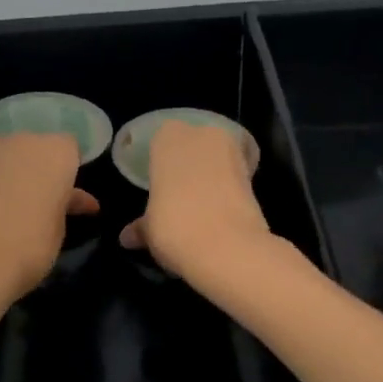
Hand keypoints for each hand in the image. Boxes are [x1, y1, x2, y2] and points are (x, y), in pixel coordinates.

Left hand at [0, 133, 99, 298]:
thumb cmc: (33, 244)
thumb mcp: (60, 225)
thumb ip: (66, 202)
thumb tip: (77, 199)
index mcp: (58, 151)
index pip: (69, 147)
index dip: (67, 168)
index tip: (64, 190)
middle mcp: (27, 139)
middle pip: (37, 144)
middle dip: (39, 165)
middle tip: (38, 195)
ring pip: (9, 150)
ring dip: (12, 166)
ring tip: (7, 198)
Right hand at [119, 120, 274, 290]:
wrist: (227, 247)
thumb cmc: (174, 226)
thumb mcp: (150, 230)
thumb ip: (141, 227)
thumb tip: (127, 237)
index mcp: (167, 138)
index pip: (162, 142)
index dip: (163, 165)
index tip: (162, 187)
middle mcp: (200, 134)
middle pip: (193, 145)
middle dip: (191, 165)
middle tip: (182, 197)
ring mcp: (231, 150)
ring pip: (218, 158)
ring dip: (214, 176)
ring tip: (204, 208)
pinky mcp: (255, 173)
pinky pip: (237, 176)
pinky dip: (232, 189)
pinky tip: (223, 213)